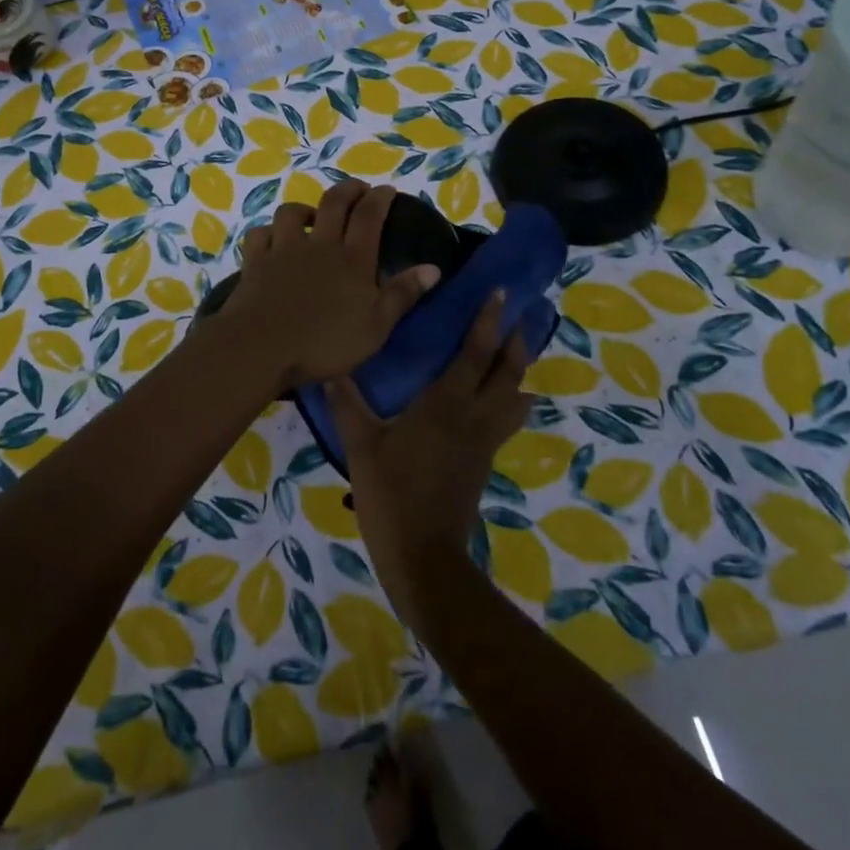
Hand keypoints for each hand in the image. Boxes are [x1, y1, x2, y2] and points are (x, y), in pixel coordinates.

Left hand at [207, 179, 437, 395]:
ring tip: (312, 216)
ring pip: (292, 213)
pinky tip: (273, 238)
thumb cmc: (325, 343)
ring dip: (305, 208)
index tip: (387, 189)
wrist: (262, 348)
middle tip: (358, 189)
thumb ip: (402, 294)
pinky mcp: (255, 262)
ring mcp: (283, 250)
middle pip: (334, 204)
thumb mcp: (376, 327)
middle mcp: (319, 245)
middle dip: (348, 190)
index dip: (380, 199)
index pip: (370, 217)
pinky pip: (260, 234)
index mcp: (352, 260)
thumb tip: (433, 268)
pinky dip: (268, 232)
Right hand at [326, 292, 533, 625]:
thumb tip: (330, 371)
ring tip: (518, 352)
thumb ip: (348, 405)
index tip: (501, 294)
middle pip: (508, 372)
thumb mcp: (362, 446)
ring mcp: (484, 442)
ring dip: (519, 371)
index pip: (475, 354)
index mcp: (445, 405)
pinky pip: (507, 421)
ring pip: (514, 398)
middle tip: (520, 316)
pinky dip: (512, 402)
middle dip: (516, 341)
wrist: (424, 555)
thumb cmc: (391, 494)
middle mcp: (474, 417)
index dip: (488, 322)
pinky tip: (505, 401)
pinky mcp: (485, 462)